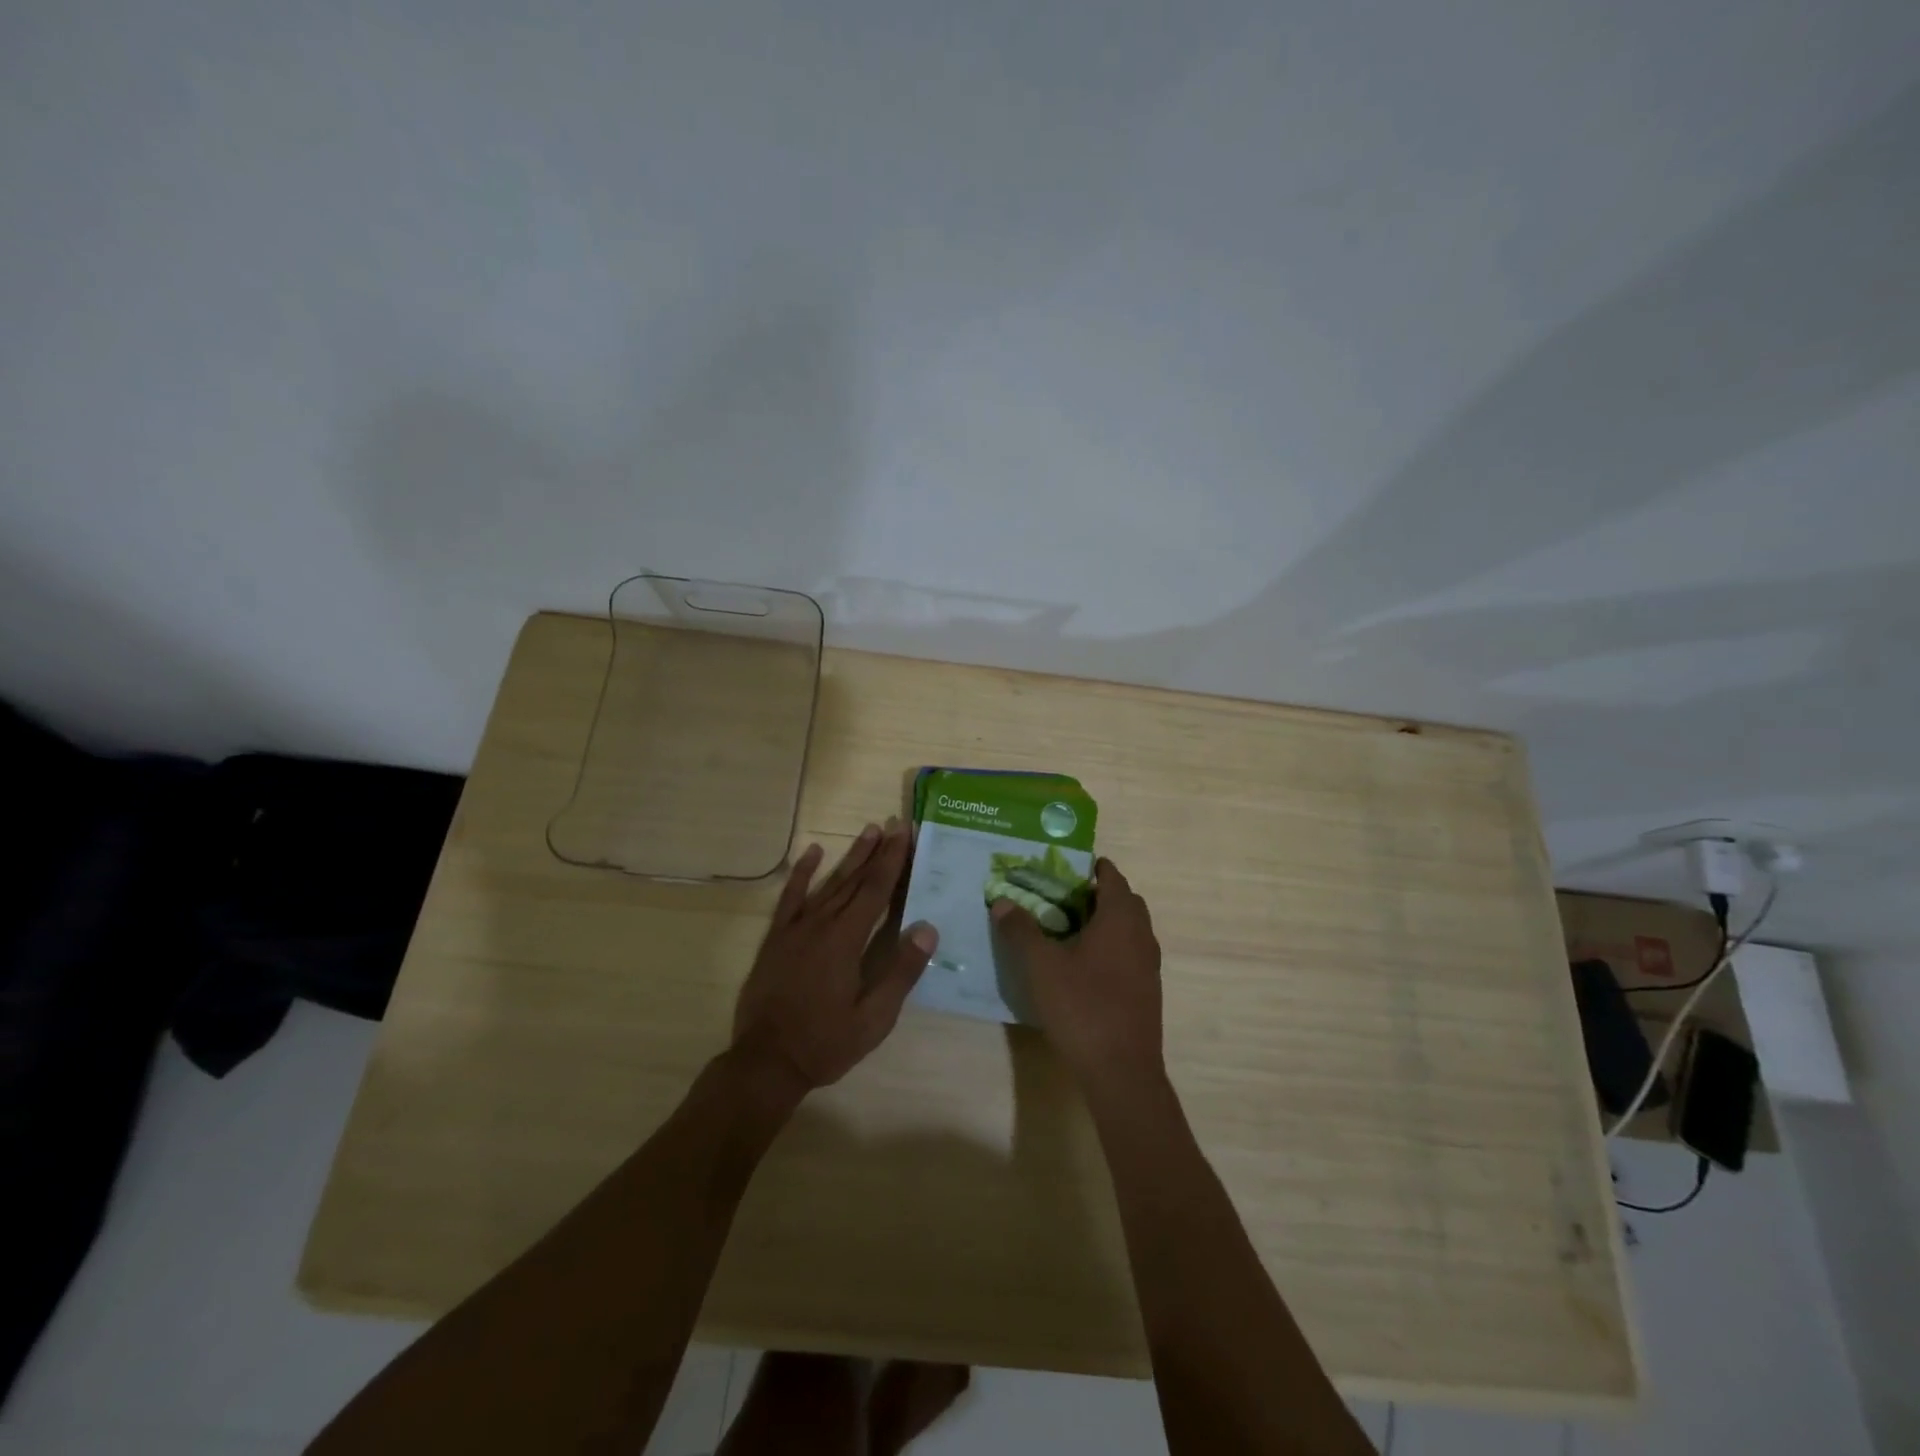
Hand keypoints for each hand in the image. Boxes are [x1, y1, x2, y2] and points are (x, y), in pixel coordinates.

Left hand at [730, 820, 936, 1095]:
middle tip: (895, 824)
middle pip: (856, 880)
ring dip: (850, 857)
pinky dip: (802, 873)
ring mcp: (796, 928)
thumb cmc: (825, 1042)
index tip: (906, 833)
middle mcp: (822, 924)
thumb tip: (927, 929)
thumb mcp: (874, 1018)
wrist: (766, 1061)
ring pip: (829, 883)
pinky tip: (812, 852)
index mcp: (847, 940)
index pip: (877, 890)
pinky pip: (791, 897)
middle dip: (878, 851)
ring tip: (869, 831)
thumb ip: (901, 972)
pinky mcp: (777, 937)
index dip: (894, 860)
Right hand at [991, 857, 1162, 1090]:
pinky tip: (1086, 966)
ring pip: (1132, 929)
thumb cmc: (1082, 1007)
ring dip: (1108, 921)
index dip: (1096, 868)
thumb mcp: (1041, 966)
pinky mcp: (1148, 992)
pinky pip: (1132, 953)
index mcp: (1120, 920)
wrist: (1122, 1071)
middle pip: (1126, 902)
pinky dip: (1113, 946)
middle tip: (1066, 896)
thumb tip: (1002, 901)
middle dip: (1101, 893)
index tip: (1072, 865)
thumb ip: (1021, 930)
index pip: (1113, 878)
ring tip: (1073, 928)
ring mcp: (1149, 966)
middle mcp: (1142, 936)